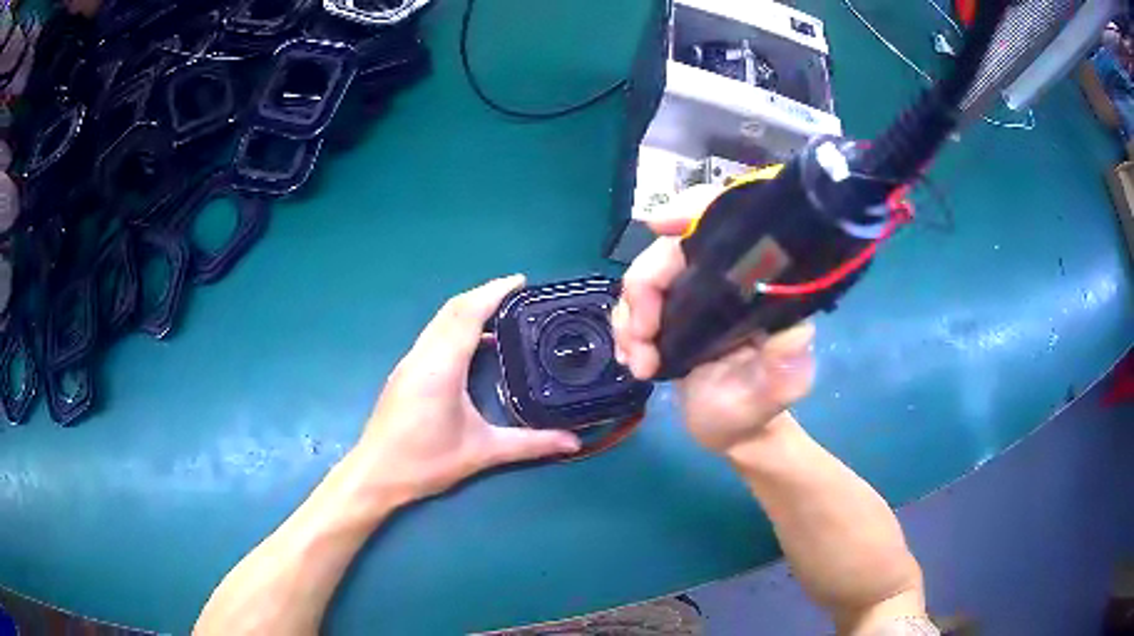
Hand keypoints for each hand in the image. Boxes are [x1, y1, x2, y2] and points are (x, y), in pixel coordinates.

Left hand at [354, 276, 580, 501]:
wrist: (375, 474)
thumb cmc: (425, 462)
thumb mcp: (481, 453)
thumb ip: (529, 444)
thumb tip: (573, 442)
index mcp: (441, 366)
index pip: (469, 314)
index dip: (495, 292)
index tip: (522, 282)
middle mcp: (423, 355)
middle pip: (453, 309)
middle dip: (485, 295)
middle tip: (518, 296)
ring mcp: (410, 362)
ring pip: (440, 321)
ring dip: (469, 310)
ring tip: (502, 315)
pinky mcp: (405, 372)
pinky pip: (434, 335)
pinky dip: (456, 326)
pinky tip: (474, 346)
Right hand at [612, 186, 815, 453]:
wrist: (729, 430)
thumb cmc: (754, 410)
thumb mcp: (775, 395)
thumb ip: (786, 370)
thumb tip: (797, 333)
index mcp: (753, 285)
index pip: (726, 223)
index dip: (692, 209)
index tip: (657, 224)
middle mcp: (722, 280)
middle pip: (668, 252)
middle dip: (643, 289)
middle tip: (641, 341)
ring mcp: (691, 296)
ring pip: (643, 278)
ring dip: (629, 317)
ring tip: (638, 364)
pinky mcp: (669, 314)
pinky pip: (633, 305)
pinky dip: (624, 328)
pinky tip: (630, 359)